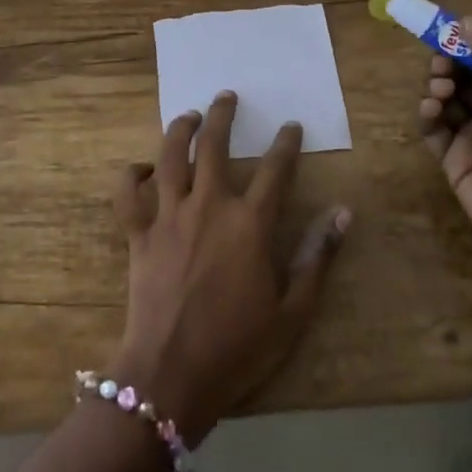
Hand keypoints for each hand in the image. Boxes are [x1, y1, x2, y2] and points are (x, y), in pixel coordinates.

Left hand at [111, 91, 349, 444]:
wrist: (171, 375)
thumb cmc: (238, 347)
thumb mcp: (292, 311)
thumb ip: (317, 257)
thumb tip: (343, 213)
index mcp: (249, 224)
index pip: (275, 170)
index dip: (286, 144)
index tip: (291, 126)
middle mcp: (208, 207)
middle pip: (215, 146)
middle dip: (224, 115)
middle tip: (228, 96)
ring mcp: (168, 217)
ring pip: (171, 157)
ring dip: (180, 130)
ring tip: (189, 116)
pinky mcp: (138, 235)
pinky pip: (128, 195)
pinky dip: (130, 176)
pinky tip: (140, 167)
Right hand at [418, 19, 471, 292]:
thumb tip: (466, 21)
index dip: (467, 42)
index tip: (444, 28)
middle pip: (463, 77)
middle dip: (448, 63)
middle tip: (441, 63)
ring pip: (445, 101)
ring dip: (437, 87)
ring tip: (439, 89)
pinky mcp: (454, 163)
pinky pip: (433, 132)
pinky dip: (426, 116)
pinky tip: (430, 109)